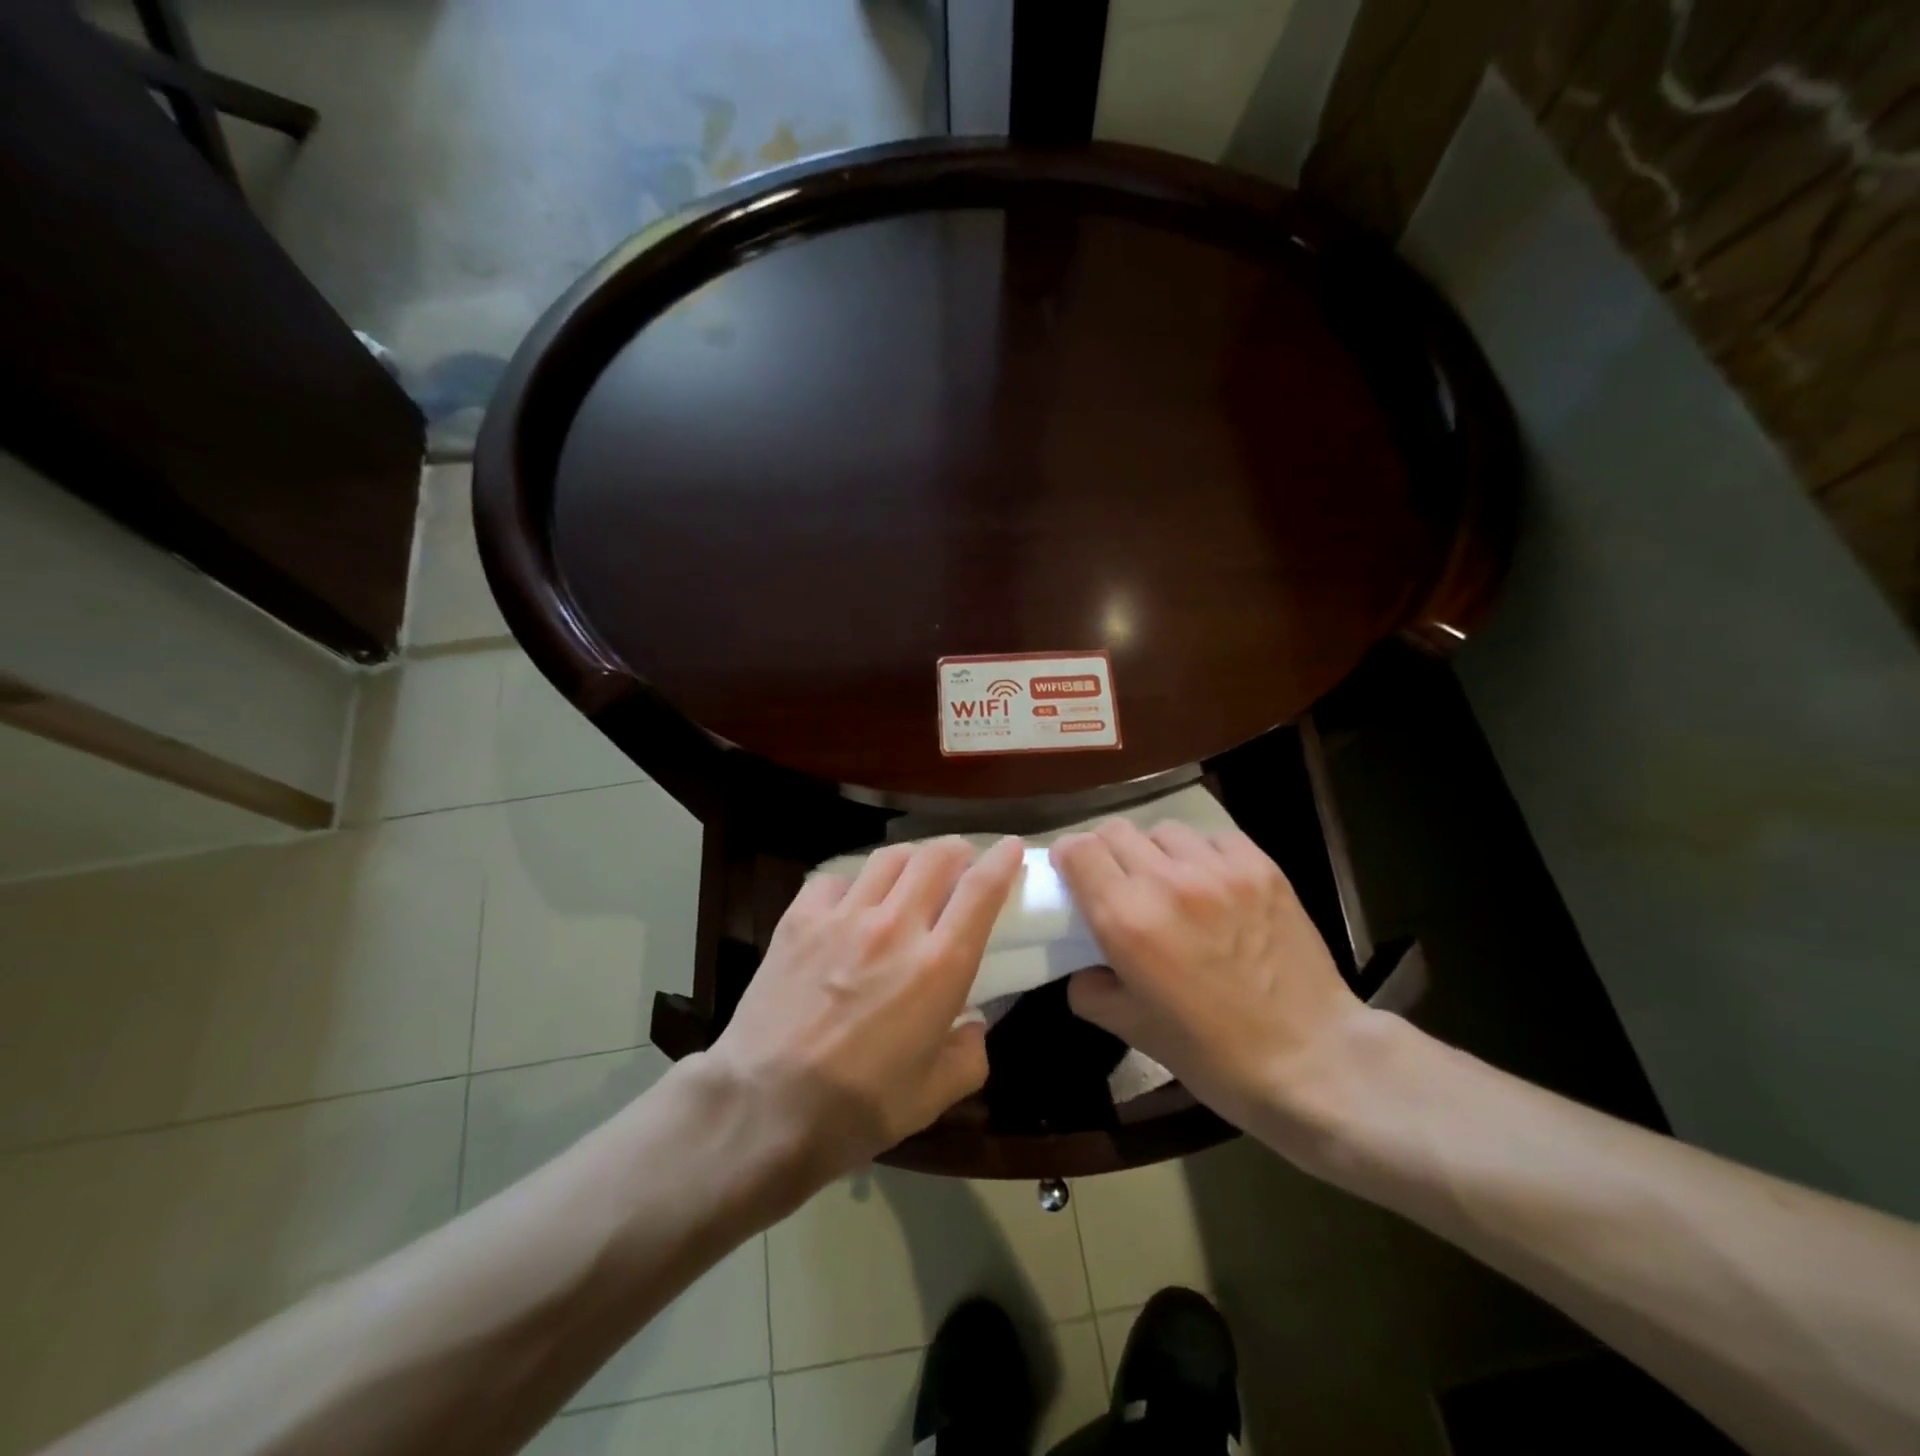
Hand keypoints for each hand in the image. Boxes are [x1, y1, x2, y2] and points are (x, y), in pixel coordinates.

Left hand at [706, 836, 1022, 1188]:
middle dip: (957, 851)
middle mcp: (895, 926)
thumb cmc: (858, 1107)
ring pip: (888, 858)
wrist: (764, 1107)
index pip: (981, 891)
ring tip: (910, 877)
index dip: (1003, 860)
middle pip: (936, 857)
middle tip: (961, 863)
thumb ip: (969, 1053)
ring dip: (910, 860)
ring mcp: (843, 917)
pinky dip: (852, 884)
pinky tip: (849, 905)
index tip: (1012, 847)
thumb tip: (973, 1024)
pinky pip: (834, 879)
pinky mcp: (799, 919)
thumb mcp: (934, 1095)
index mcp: (938, 966)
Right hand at [1052, 819, 1373, 1139]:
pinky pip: (1213, 838)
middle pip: (1115, 831)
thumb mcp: (1133, 1030)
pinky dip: (1203, 854)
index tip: (1074, 877)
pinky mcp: (1261, 867)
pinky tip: (1214, 885)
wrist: (1312, 1060)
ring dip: (1156, 852)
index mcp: (1127, 920)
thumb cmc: (1214, 1055)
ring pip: (1164, 830)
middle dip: (1107, 854)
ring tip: (1171, 884)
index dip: (1068, 858)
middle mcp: (1167, 882)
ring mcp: (1218, 869)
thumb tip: (1082, 966)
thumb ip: (1090, 990)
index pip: (1078, 849)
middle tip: (1121, 885)